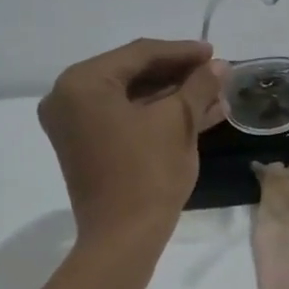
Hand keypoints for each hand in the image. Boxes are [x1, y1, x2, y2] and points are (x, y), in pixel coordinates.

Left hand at [38, 39, 225, 242]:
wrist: (124, 236)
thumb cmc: (148, 173)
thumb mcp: (178, 122)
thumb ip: (198, 86)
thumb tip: (220, 65)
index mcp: (82, 82)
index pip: (139, 54)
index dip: (182, 52)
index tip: (215, 53)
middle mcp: (68, 96)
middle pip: (132, 73)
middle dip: (178, 74)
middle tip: (215, 72)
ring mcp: (74, 123)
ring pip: (131, 97)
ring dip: (172, 95)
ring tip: (213, 93)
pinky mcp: (86, 144)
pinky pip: (124, 117)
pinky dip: (156, 114)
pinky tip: (196, 112)